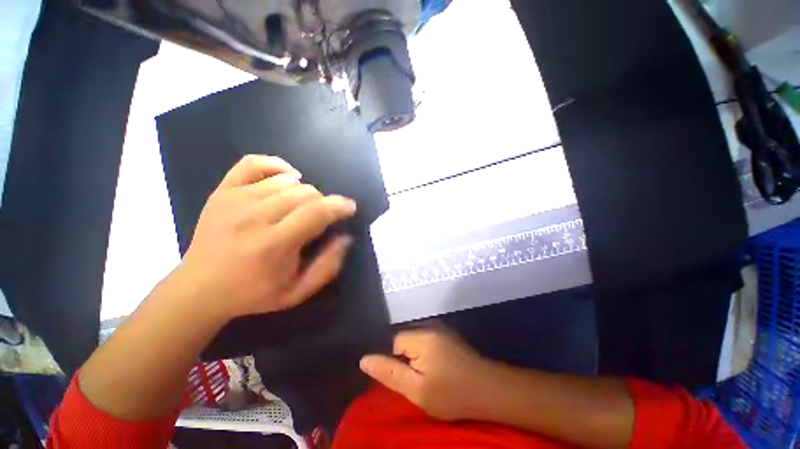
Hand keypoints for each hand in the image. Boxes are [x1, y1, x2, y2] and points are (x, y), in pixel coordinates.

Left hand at [176, 155, 356, 319]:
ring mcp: (235, 199)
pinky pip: (254, 163)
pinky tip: (287, 177)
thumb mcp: (297, 292)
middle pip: (305, 193)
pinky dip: (277, 166)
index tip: (350, 207)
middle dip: (323, 203)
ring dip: (305, 192)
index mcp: (273, 245)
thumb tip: (345, 237)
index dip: (339, 206)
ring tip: (302, 207)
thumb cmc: (253, 294)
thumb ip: (327, 266)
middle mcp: (254, 216)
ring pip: (287, 181)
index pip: (316, 212)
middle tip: (321, 217)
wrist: (199, 289)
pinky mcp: (223, 191)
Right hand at [359, 327, 502, 420]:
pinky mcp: (447, 335)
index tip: (403, 379)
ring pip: (415, 341)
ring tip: (426, 377)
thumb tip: (364, 359)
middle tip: (415, 381)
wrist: (489, 391)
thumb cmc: (452, 393)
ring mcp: (440, 329)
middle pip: (404, 339)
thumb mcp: (417, 390)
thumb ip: (389, 372)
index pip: (393, 342)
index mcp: (420, 336)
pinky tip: (436, 370)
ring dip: (415, 357)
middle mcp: (429, 326)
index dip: (394, 361)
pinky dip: (425, 354)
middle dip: (404, 359)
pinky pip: (426, 341)